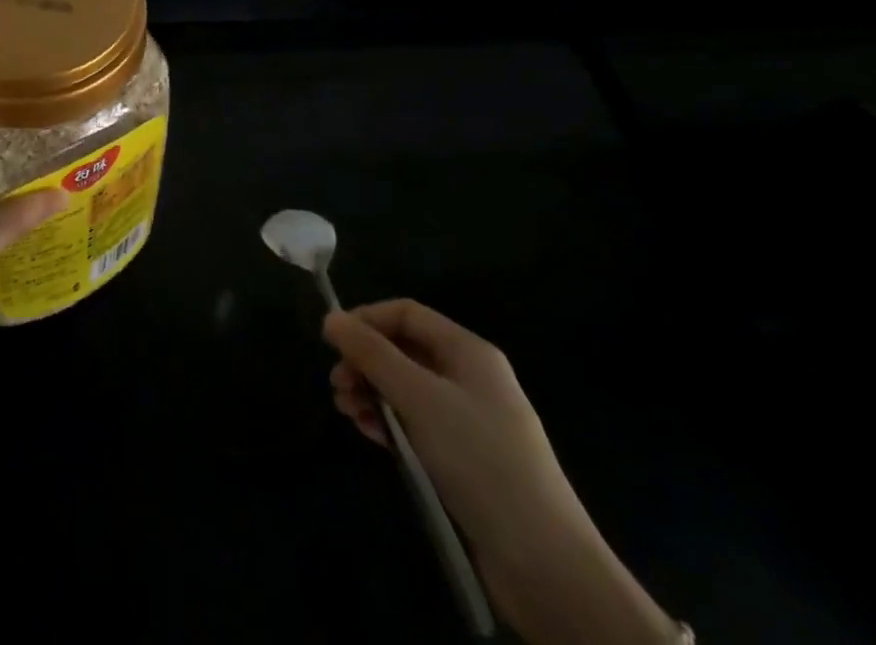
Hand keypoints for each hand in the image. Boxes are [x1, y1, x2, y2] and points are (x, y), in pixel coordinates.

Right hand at [325, 301, 679, 644]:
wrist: (544, 561)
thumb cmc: (479, 458)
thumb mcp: (418, 396)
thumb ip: (372, 354)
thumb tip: (331, 318)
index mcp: (468, 351)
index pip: (406, 313)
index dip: (366, 319)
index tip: (331, 342)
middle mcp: (470, 377)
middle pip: (404, 350)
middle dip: (366, 361)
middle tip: (337, 385)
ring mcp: (469, 419)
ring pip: (407, 388)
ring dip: (372, 392)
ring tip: (347, 412)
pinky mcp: (466, 458)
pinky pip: (417, 423)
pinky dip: (390, 422)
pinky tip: (370, 434)